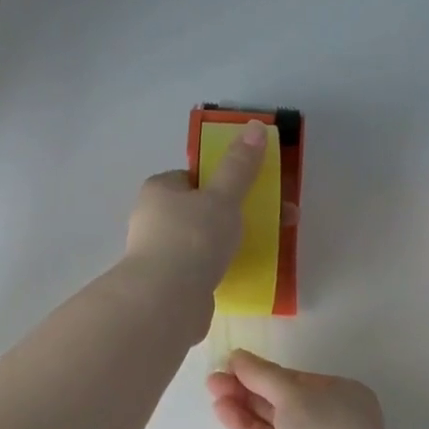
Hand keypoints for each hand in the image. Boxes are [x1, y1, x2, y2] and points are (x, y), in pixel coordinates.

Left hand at [124, 120, 267, 297]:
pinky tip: (240, 274)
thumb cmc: (192, 239)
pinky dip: (220, 268)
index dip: (222, 181)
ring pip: (203, 240)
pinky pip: (200, 268)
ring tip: (266, 249)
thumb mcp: (223, 197)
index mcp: (159, 190)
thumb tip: (256, 126)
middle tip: (274, 220)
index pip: (193, 177)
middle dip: (237, 213)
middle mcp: (153, 219)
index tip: (251, 192)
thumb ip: (240, 166)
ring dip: (230, 243)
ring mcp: (159, 254)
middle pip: (201, 209)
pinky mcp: (169, 284)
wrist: (166, 302)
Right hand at [206, 350, 396, 428]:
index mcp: (335, 397)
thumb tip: (237, 356)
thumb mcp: (293, 393)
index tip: (228, 367)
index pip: (291, 382)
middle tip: (213, 384)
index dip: (259, 374)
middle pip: (276, 406)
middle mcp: (324, 425)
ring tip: (219, 407)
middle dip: (245, 394)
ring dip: (243, 418)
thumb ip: (261, 375)